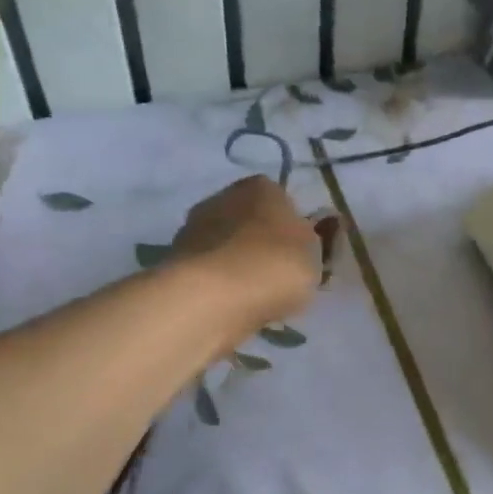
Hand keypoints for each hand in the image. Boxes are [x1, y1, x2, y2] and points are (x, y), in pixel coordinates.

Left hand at [173, 176, 321, 331]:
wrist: (213, 298)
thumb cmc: (275, 264)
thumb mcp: (315, 253)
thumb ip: (316, 241)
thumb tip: (310, 234)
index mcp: (260, 186)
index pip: (281, 199)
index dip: (292, 226)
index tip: (300, 254)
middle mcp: (222, 198)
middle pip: (249, 222)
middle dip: (261, 245)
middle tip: (279, 277)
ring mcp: (194, 229)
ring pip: (227, 248)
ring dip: (238, 267)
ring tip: (256, 298)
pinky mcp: (176, 263)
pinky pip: (211, 273)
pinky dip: (221, 287)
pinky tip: (233, 306)